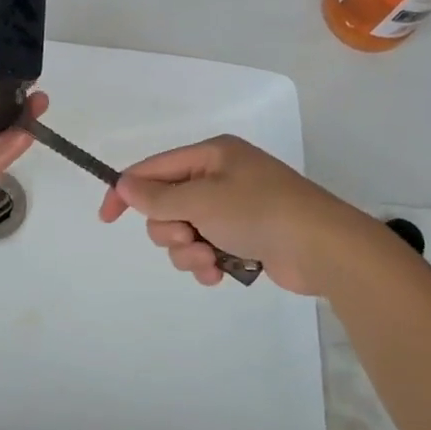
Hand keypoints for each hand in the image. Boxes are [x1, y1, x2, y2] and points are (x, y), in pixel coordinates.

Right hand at [97, 134, 376, 294]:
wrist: (323, 247)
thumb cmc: (259, 211)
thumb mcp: (202, 199)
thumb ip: (158, 196)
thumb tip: (123, 185)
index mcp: (211, 155)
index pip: (154, 168)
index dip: (126, 191)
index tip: (107, 218)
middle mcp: (219, 178)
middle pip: (167, 205)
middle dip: (170, 229)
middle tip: (190, 238)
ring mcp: (233, 210)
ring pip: (185, 233)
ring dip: (189, 252)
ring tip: (210, 261)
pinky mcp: (244, 239)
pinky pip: (206, 251)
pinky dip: (207, 263)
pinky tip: (219, 274)